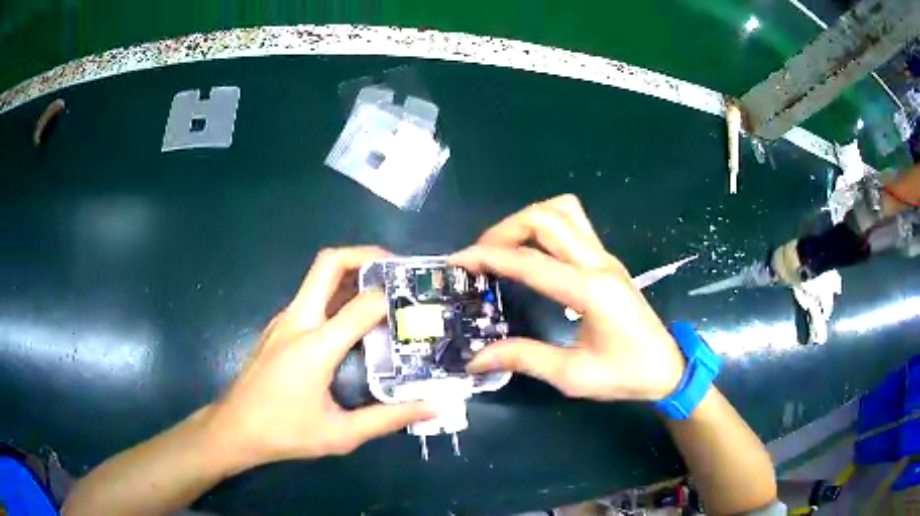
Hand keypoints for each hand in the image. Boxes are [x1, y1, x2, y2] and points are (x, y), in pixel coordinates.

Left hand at [207, 247, 434, 470]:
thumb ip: (388, 419)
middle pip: (329, 263)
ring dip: (351, 273)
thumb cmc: (285, 433)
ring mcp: (283, 320)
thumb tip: (432, 407)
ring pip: (317, 277)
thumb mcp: (341, 434)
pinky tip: (351, 322)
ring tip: (382, 291)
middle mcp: (297, 321)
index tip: (413, 306)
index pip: (362, 305)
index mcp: (315, 346)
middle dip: (365, 255)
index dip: (391, 300)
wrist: (234, 429)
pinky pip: (310, 297)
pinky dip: (336, 295)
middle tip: (396, 269)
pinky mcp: (277, 327)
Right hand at [452, 195, 685, 401]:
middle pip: (546, 218)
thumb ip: (523, 359)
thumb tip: (475, 358)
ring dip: (526, 220)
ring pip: (563, 211)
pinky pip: (573, 223)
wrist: (666, 367)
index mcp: (591, 292)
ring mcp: (606, 257)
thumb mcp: (572, 375)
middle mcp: (599, 264)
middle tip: (480, 256)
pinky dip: (544, 226)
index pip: (530, 262)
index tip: (457, 261)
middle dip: (504, 229)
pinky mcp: (607, 260)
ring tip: (504, 247)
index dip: (488, 257)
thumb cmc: (625, 374)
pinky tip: (531, 251)